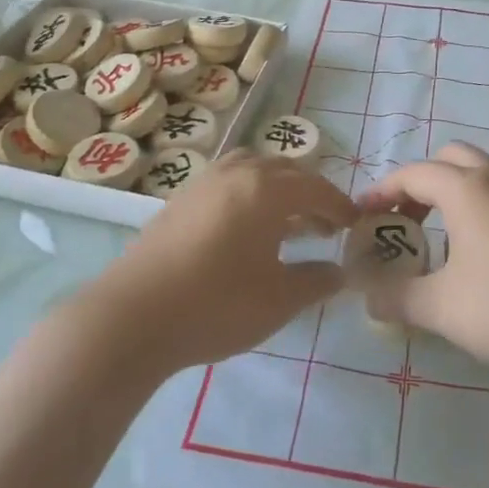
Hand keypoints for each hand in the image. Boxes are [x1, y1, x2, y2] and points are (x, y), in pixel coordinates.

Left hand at [88, 152, 351, 372]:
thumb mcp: (279, 300)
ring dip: (278, 190)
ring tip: (287, 223)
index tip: (354, 224)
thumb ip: (315, 281)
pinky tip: (247, 230)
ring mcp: (204, 183)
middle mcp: (237, 173)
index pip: (315, 188)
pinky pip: (228, 183)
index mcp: (267, 189)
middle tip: (325, 226)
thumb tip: (339, 272)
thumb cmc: (217, 304)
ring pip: (253, 171)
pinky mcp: (180, 200)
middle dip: (310, 196)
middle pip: (285, 172)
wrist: (134, 316)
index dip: (339, 206)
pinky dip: (249, 196)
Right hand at [361, 143, 488, 376]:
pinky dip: (480, 209)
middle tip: (406, 224)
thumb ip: (398, 299)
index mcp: (467, 189)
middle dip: (419, 185)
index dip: (382, 192)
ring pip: (480, 175)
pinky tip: (485, 256)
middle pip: (449, 159)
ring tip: (442, 243)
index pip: (413, 174)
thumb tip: (368, 297)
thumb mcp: (444, 308)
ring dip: (452, 196)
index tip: (363, 215)